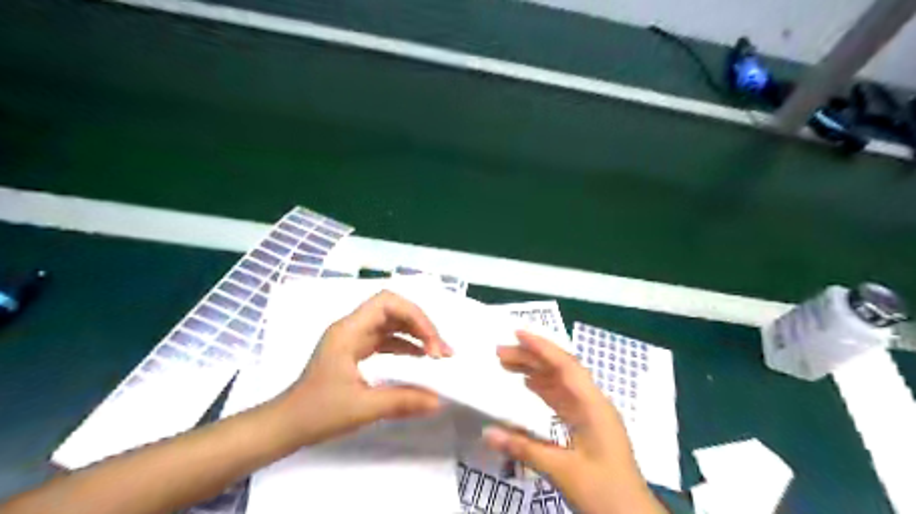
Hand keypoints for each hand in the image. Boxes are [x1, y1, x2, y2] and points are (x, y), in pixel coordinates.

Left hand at [275, 291, 453, 446]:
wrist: (285, 426)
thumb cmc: (317, 413)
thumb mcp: (362, 408)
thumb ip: (402, 402)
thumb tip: (438, 401)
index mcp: (348, 331)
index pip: (388, 303)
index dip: (415, 317)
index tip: (432, 345)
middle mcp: (352, 328)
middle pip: (393, 309)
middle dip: (421, 325)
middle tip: (441, 350)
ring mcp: (354, 338)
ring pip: (392, 323)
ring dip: (416, 334)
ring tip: (438, 354)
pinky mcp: (356, 351)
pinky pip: (387, 339)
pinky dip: (406, 345)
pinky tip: (421, 358)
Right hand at [481, 332, 663, 510]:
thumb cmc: (604, 493)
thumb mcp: (562, 471)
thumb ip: (524, 448)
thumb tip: (487, 432)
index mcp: (593, 406)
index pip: (565, 365)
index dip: (541, 347)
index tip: (517, 333)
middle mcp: (593, 402)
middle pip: (560, 370)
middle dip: (532, 357)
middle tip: (500, 353)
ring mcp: (591, 414)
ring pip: (560, 382)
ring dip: (535, 371)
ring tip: (507, 364)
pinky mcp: (586, 425)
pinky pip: (562, 398)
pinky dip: (543, 389)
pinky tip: (528, 386)